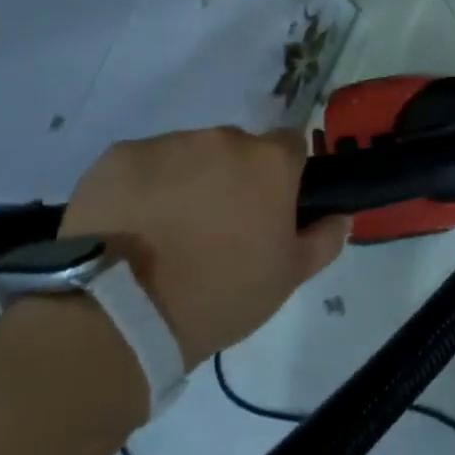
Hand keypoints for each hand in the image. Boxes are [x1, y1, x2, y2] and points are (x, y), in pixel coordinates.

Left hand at [60, 127, 347, 368]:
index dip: (285, 176)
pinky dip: (143, 188)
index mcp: (269, 162)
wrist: (120, 315)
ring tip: (169, 232)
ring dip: (188, 181)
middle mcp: (221, 140)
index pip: (291, 146)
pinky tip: (133, 227)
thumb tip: (338, 216)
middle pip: (237, 149)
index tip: (270, 208)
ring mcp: (164, 144)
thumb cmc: (221, 295)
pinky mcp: (116, 157)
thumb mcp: (290, 277)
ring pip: (188, 155)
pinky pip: (141, 165)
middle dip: (234, 178)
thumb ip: (325, 238)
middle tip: (219, 227)